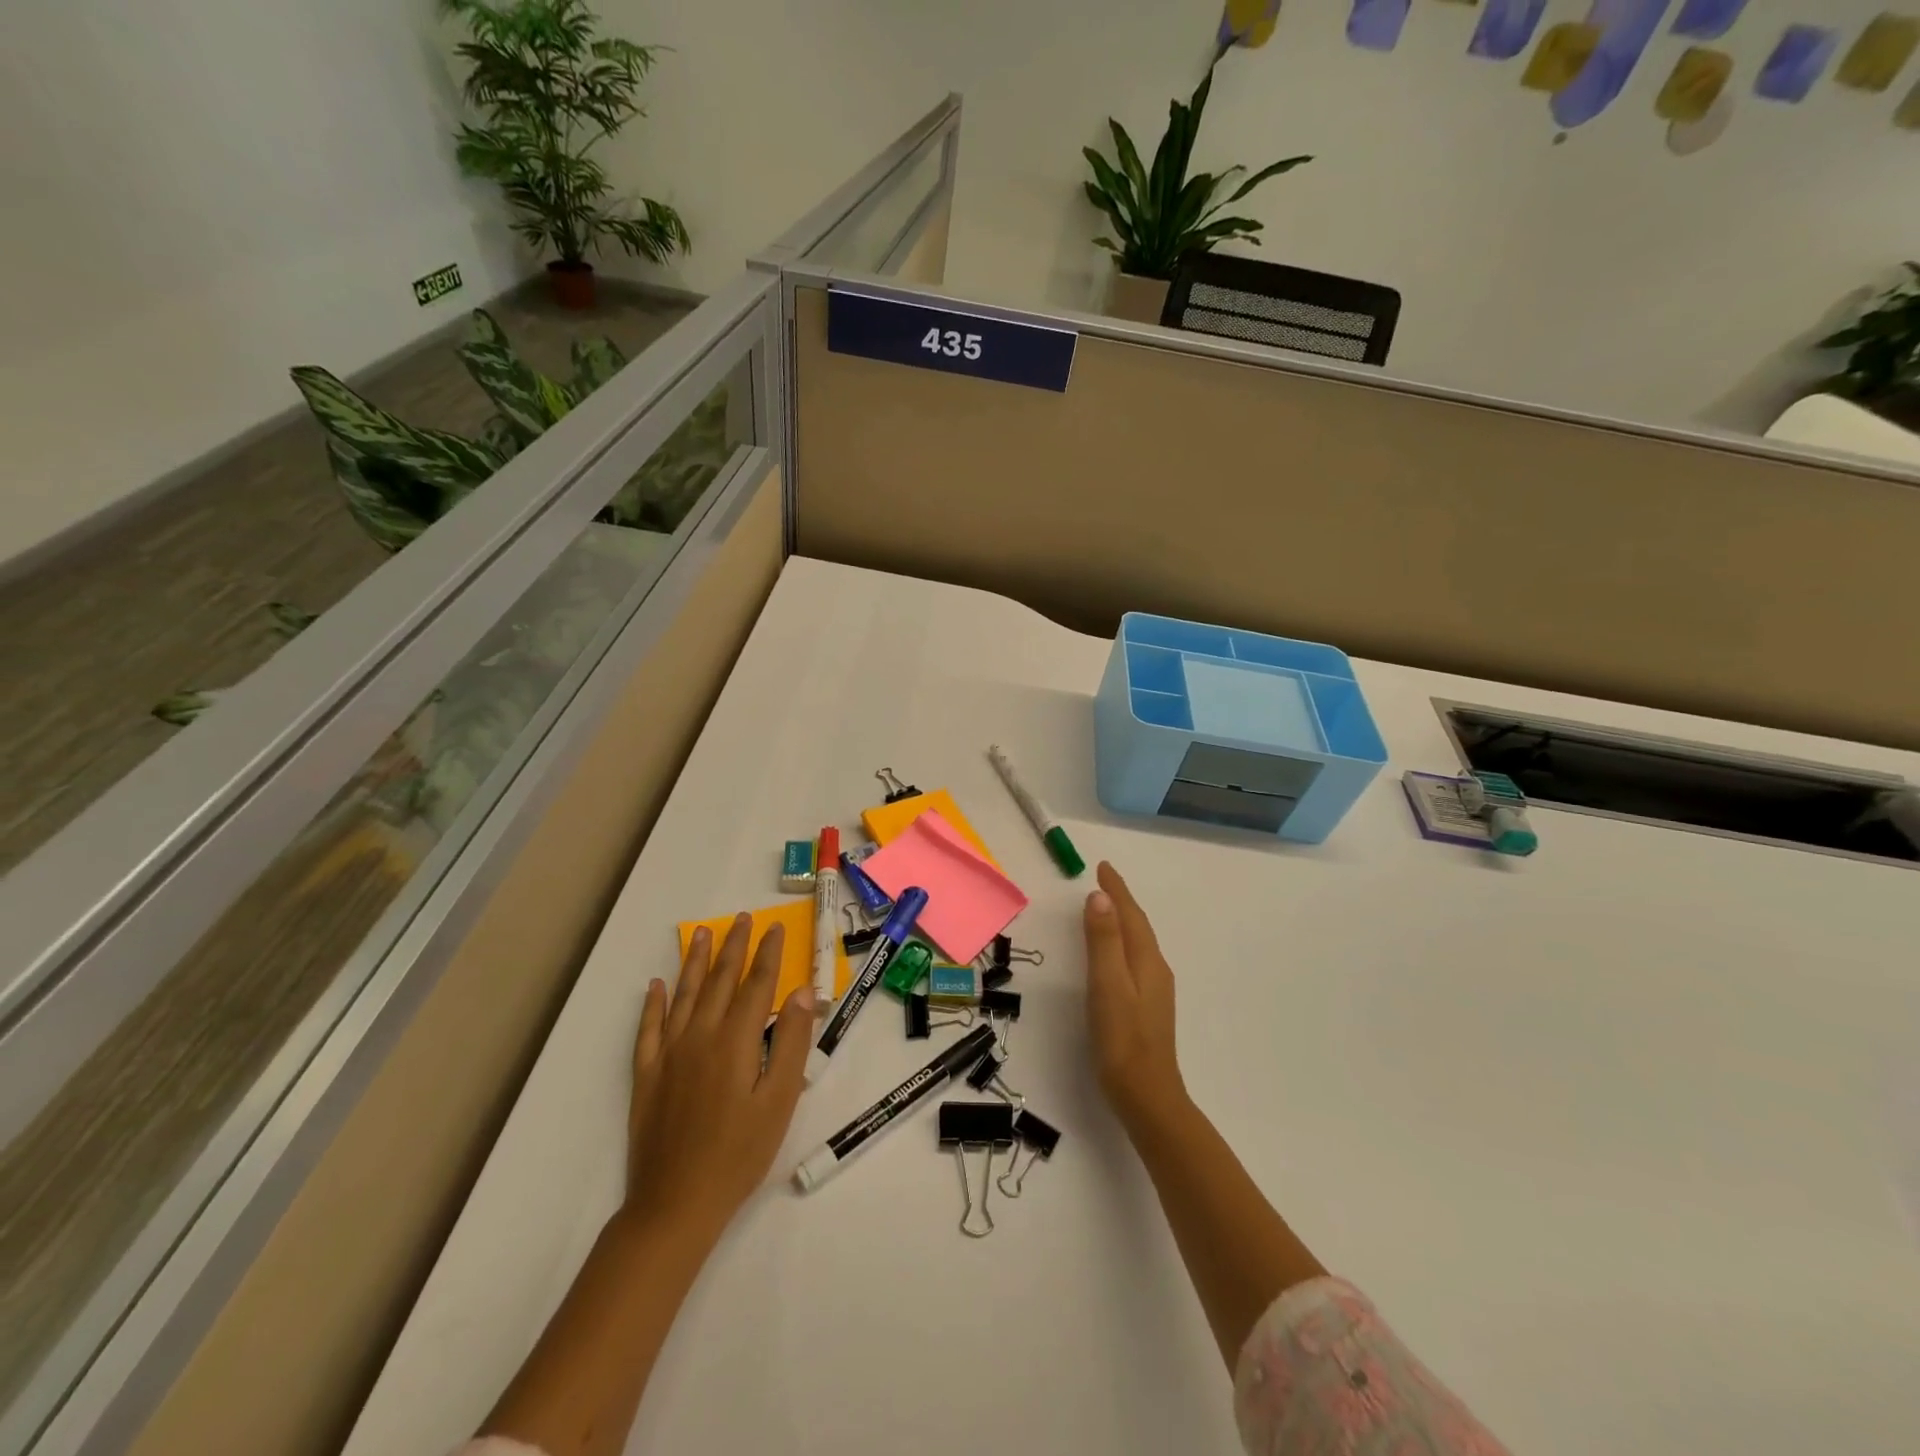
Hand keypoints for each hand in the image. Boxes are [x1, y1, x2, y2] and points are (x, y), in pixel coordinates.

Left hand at [624, 915, 813, 1241]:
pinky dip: (653, 1003)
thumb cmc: (739, 1153)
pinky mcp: (646, 1074)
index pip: (756, 984)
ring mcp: (668, 1053)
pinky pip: (648, 1028)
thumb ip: (790, 1042)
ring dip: (694, 961)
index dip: (768, 954)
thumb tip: (801, 993)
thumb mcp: (779, 1101)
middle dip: (733, 947)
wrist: (675, 1203)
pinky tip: (656, 986)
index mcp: (735, 1040)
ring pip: (683, 995)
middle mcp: (699, 1035)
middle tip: (741, 918)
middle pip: (719, 980)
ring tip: (701, 933)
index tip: (775, 928)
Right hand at [1082, 861, 1187, 1131]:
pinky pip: (1135, 960)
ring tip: (1106, 908)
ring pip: (1138, 944)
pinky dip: (1124, 944)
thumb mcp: (1108, 985)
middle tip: (1103, 881)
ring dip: (1124, 921)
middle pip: (1138, 926)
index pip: (1131, 915)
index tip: (1103, 867)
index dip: (1117, 890)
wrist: (1147, 1097)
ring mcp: (1155, 991)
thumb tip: (1100, 897)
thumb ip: (1104, 941)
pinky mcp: (1148, 1008)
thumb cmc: (1122, 1039)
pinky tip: (1116, 955)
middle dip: (1122, 901)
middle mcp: (1155, 970)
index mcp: (1146, 961)